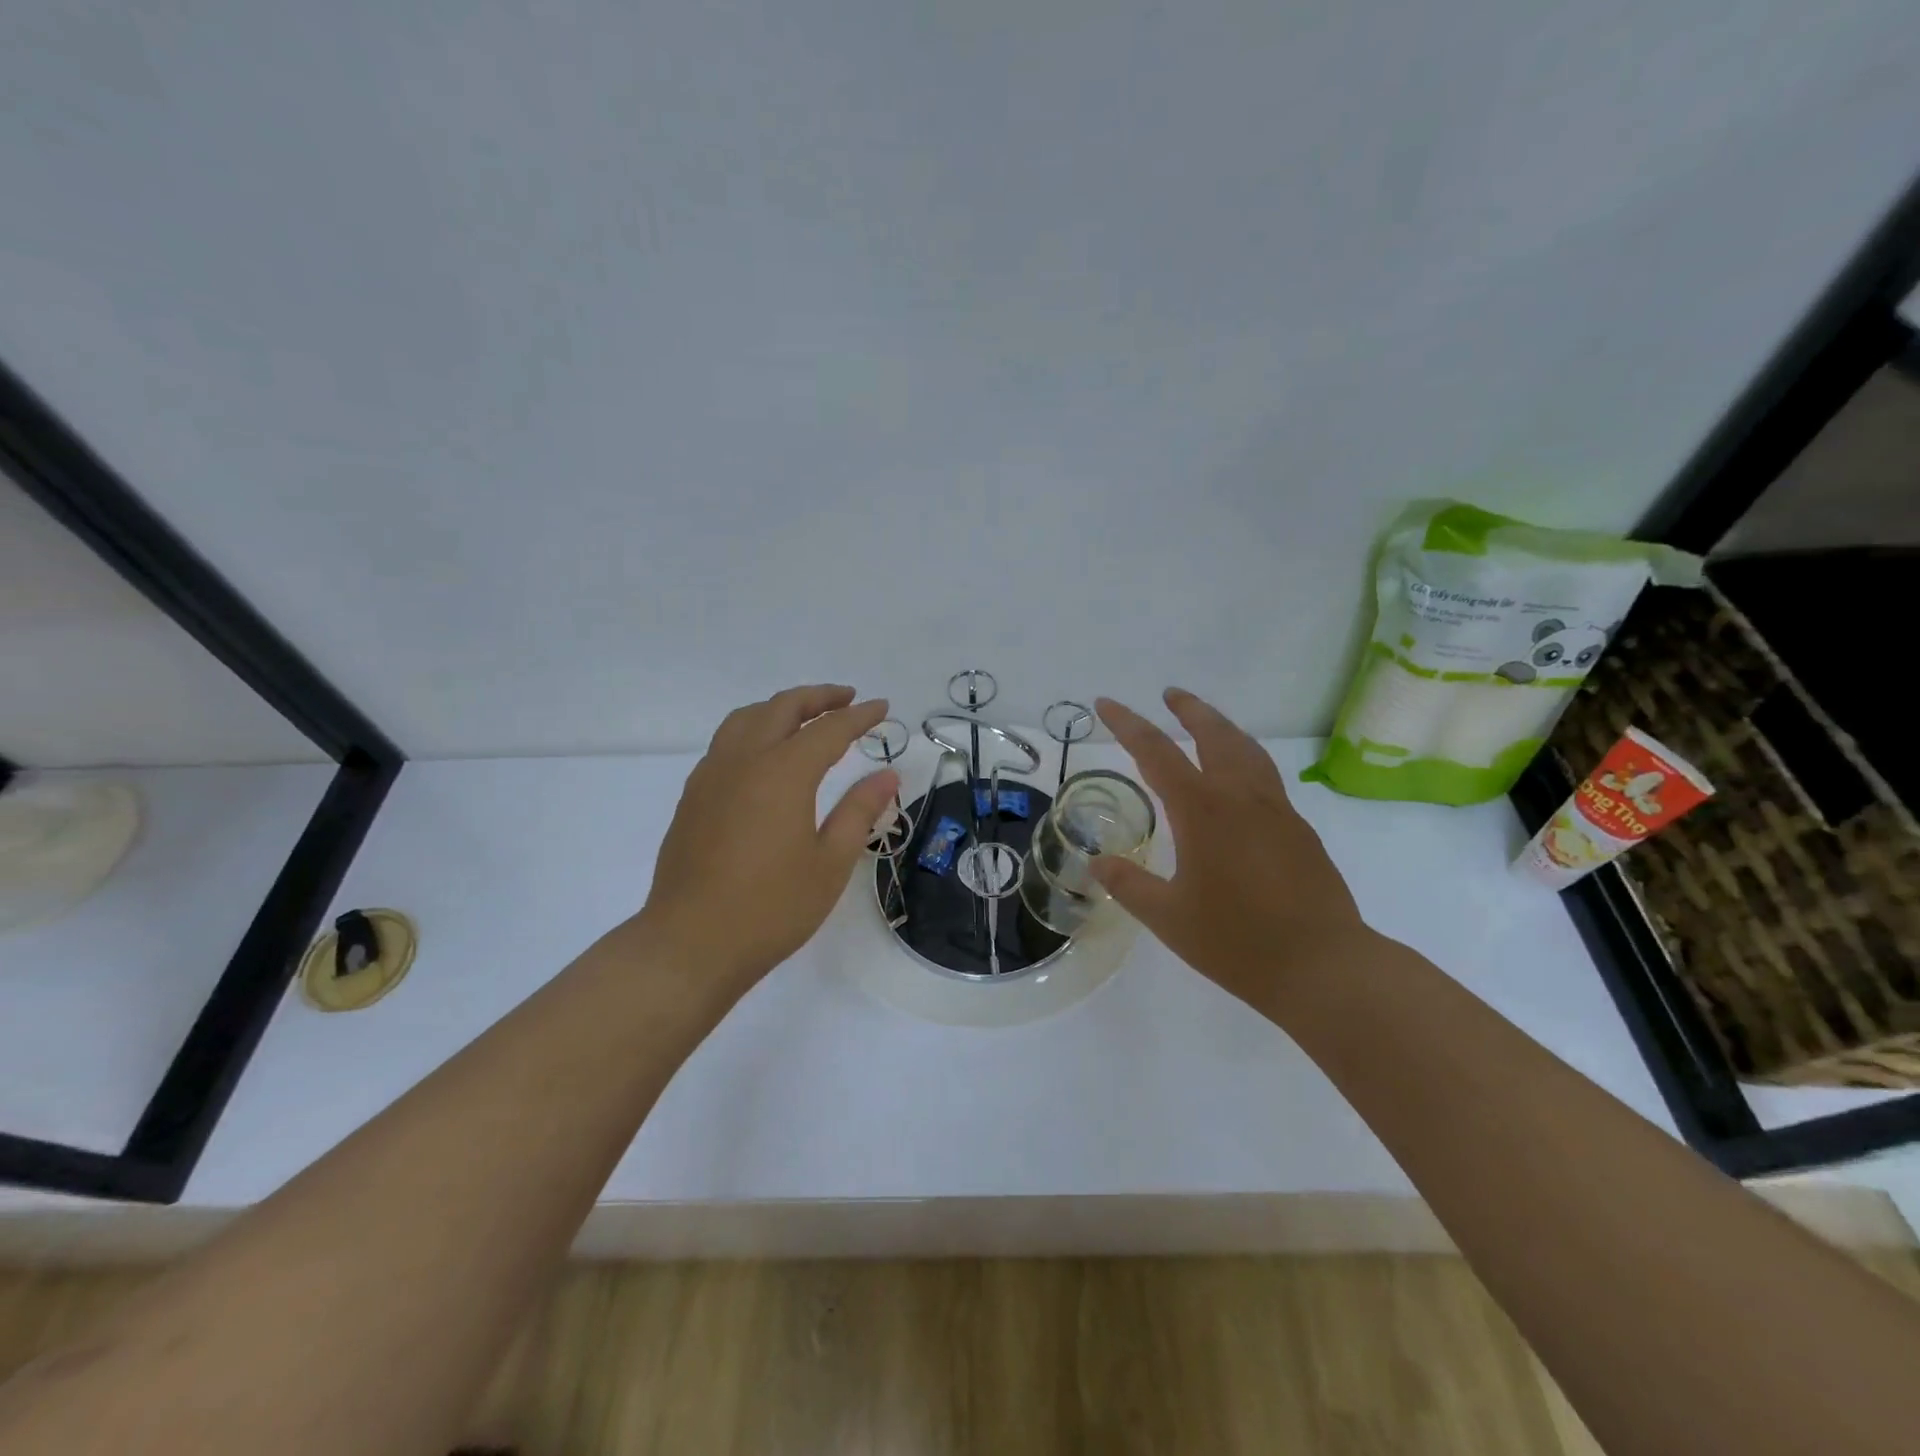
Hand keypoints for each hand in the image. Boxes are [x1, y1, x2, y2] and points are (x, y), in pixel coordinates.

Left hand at [637, 685, 898, 993]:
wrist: (690, 944)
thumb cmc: (771, 908)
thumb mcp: (830, 863)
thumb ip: (859, 811)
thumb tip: (887, 775)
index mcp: (783, 773)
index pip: (829, 729)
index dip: (859, 716)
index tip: (883, 708)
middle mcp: (744, 760)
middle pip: (782, 708)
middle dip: (819, 697)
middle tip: (847, 699)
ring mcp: (711, 775)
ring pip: (747, 718)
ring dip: (781, 708)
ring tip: (806, 718)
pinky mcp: (693, 796)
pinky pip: (726, 742)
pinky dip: (754, 729)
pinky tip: (765, 755)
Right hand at [1092, 689, 1368, 1011]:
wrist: (1324, 967)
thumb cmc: (1237, 942)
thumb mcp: (1168, 917)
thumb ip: (1129, 885)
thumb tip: (1096, 864)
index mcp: (1203, 810)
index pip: (1156, 752)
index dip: (1127, 725)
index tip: (1106, 703)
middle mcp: (1241, 797)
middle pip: (1214, 735)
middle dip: (1189, 710)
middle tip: (1170, 694)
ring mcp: (1277, 810)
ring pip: (1248, 750)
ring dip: (1222, 728)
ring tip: (1206, 722)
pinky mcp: (1300, 830)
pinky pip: (1267, 776)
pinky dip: (1245, 759)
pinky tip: (1239, 781)